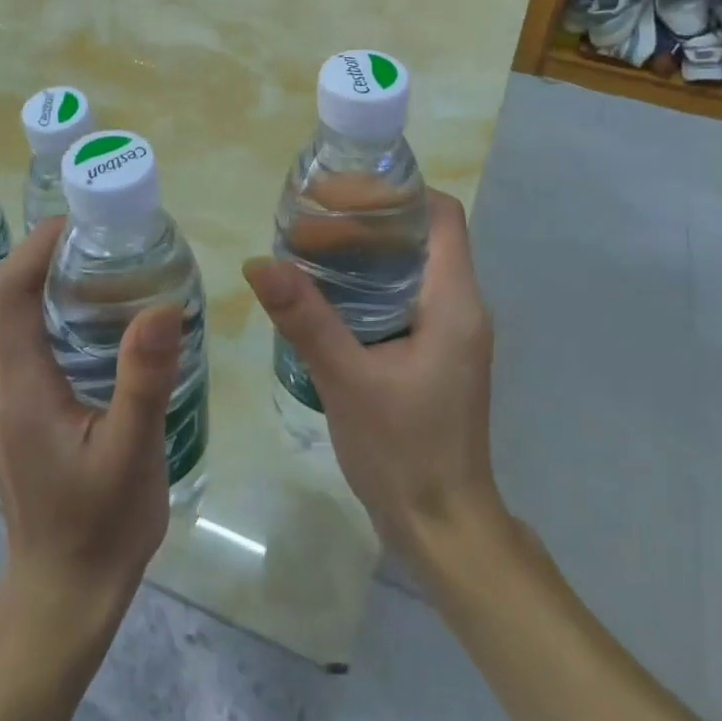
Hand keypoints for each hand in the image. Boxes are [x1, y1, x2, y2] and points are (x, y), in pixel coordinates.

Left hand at [0, 218, 185, 623]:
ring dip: (48, 280)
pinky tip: (98, 318)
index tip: (85, 219)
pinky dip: (49, 311)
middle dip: (46, 254)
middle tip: (107, 236)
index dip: (38, 245)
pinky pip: (21, 341)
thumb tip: (163, 305)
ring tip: (108, 264)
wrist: (64, 594)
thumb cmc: (99, 524)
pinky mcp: (13, 412)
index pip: (9, 291)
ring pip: (11, 317)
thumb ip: (144, 378)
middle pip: (5, 296)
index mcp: (16, 386)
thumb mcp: (131, 451)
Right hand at [243, 190, 505, 575]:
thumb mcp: (348, 380)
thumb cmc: (405, 452)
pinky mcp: (436, 354)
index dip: (396, 193)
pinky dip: (369, 284)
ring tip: (310, 248)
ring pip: (411, 267)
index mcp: (455, 301)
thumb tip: (259, 262)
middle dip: (368, 220)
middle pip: (421, 236)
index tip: (343, 192)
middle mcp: (462, 306)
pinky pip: (405, 298)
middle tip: (310, 220)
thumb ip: (305, 318)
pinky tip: (326, 295)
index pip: (440, 215)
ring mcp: (452, 332)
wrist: (443, 529)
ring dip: (366, 253)